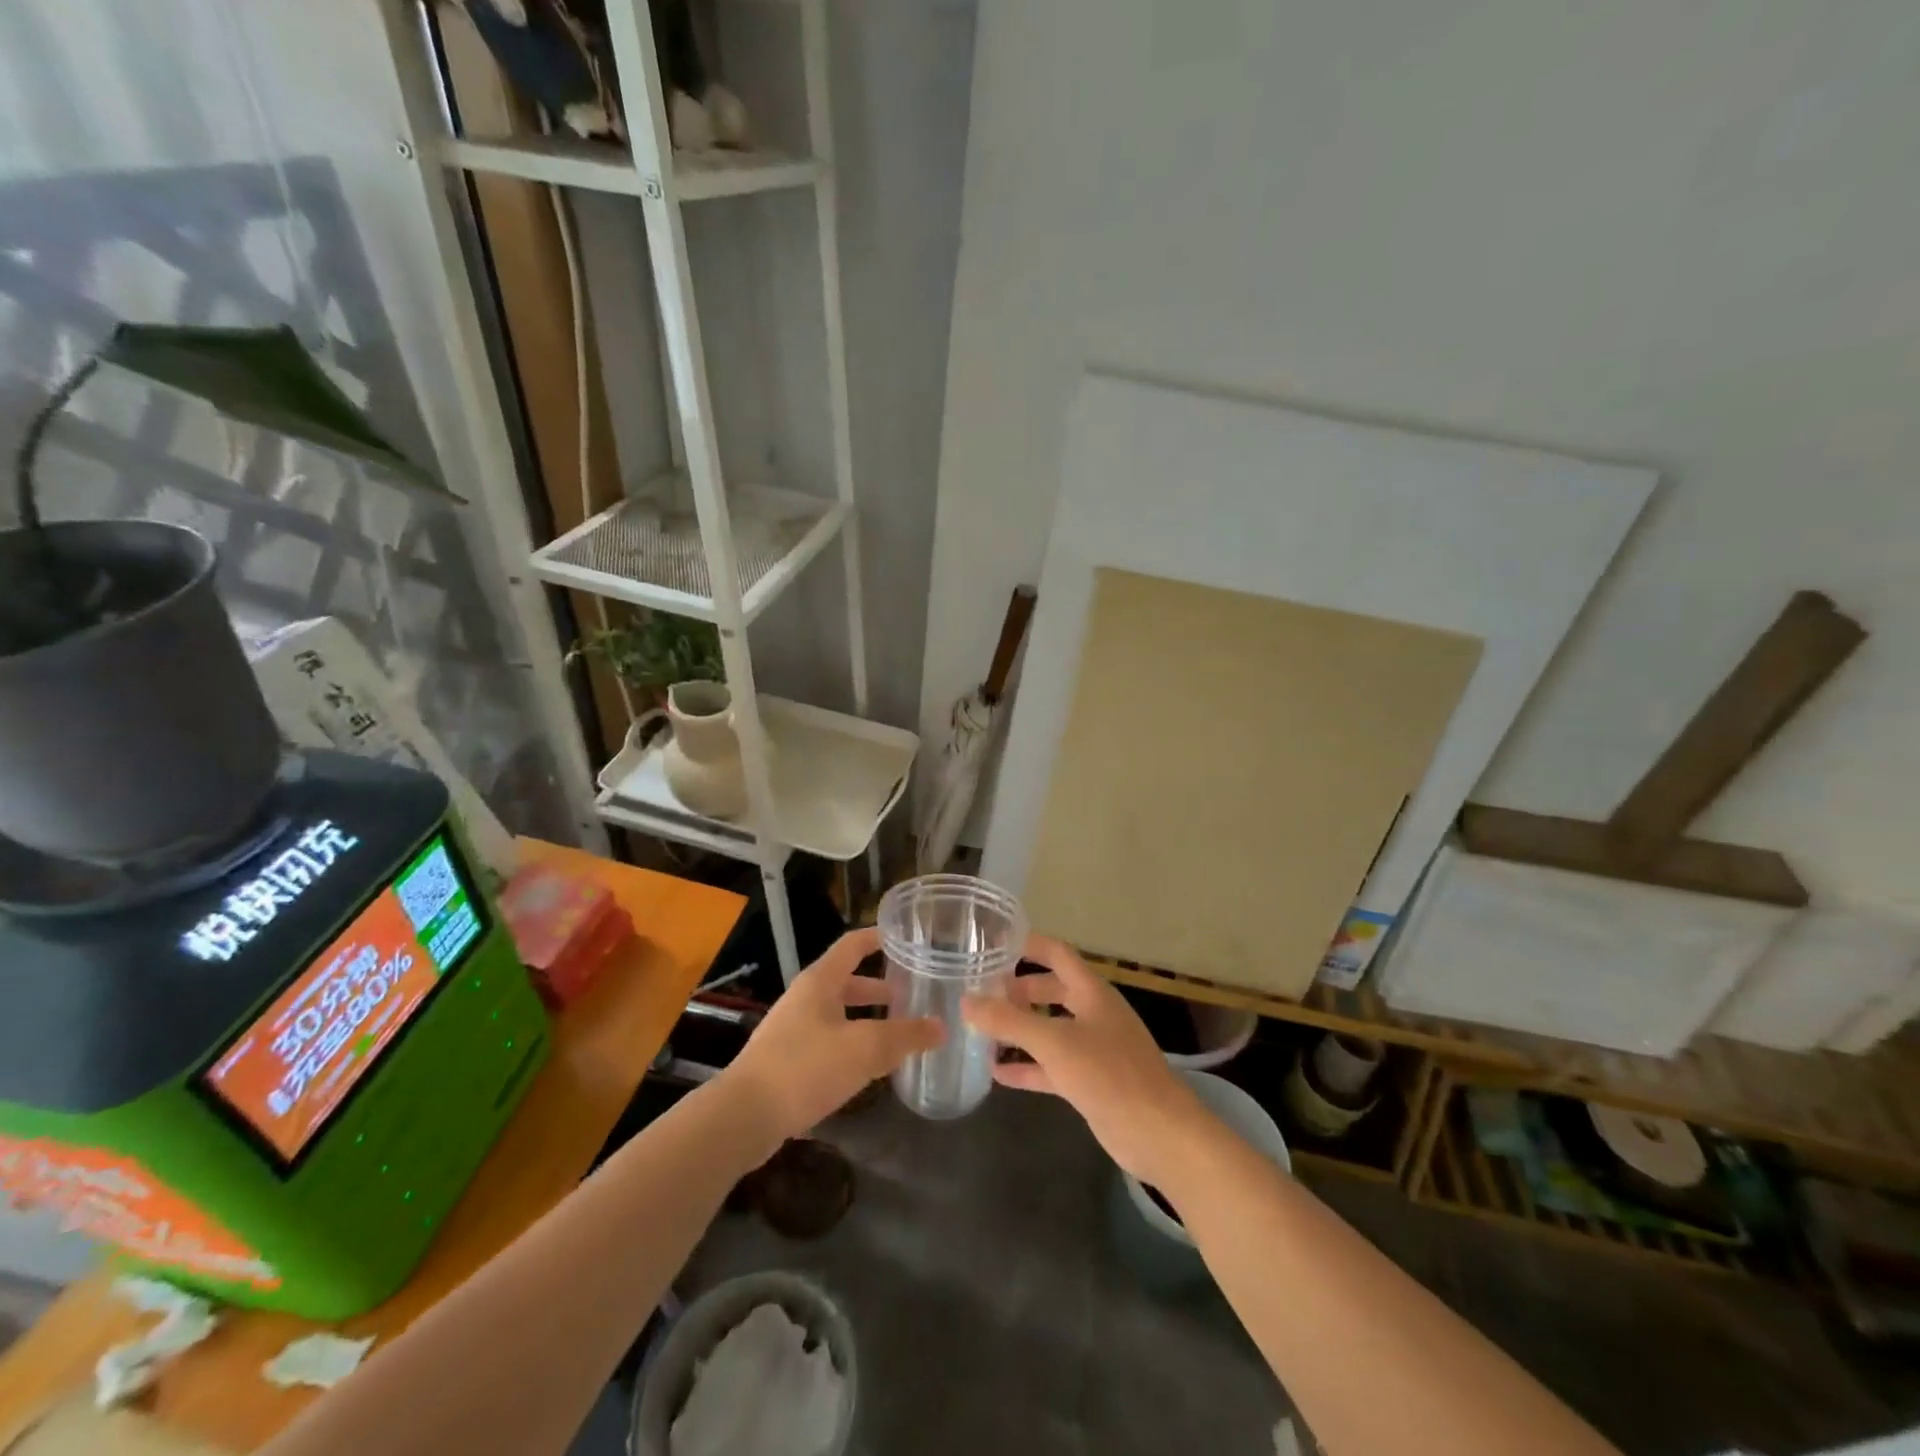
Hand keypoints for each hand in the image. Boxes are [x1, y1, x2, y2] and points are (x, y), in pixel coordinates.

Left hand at [726, 928, 942, 1142]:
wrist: (743, 1117)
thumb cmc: (805, 1068)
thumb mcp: (864, 1049)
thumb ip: (905, 1036)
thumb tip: (941, 1027)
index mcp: (820, 982)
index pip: (853, 945)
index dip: (878, 937)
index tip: (906, 938)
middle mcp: (804, 998)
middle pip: (847, 981)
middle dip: (879, 987)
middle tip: (911, 995)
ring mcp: (792, 1030)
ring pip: (838, 1014)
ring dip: (866, 1018)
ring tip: (896, 1033)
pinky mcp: (786, 1061)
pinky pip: (827, 1041)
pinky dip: (851, 1044)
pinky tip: (867, 1067)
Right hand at [961, 936, 1208, 1186]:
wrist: (1158, 1133)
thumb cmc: (1109, 1074)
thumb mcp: (1053, 1042)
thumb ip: (1008, 1021)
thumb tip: (966, 1000)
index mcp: (1091, 991)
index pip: (1056, 953)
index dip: (1027, 944)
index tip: (992, 943)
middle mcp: (1093, 1013)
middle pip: (1050, 989)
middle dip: (1017, 989)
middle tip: (980, 992)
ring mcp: (1093, 1048)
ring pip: (1049, 1028)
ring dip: (1019, 1028)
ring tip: (980, 1029)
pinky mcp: (1090, 1081)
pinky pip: (1051, 1066)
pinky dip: (1027, 1066)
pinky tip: (996, 1073)